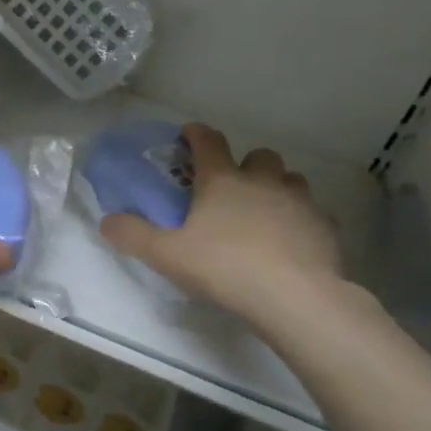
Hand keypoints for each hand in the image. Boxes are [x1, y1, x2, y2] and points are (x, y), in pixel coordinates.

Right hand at [100, 123, 343, 321]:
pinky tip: (290, 241)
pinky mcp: (325, 227)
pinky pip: (312, 213)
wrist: (294, 297)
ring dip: (276, 188)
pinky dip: (299, 219)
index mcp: (222, 181)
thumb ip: (133, 235)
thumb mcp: (166, 255)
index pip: (208, 142)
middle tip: (232, 187)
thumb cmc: (224, 267)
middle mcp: (263, 181)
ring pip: (290, 180)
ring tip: (263, 212)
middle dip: (245, 164)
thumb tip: (106, 221)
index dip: (196, 134)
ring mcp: (300, 201)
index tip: (189, 133)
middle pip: (259, 156)